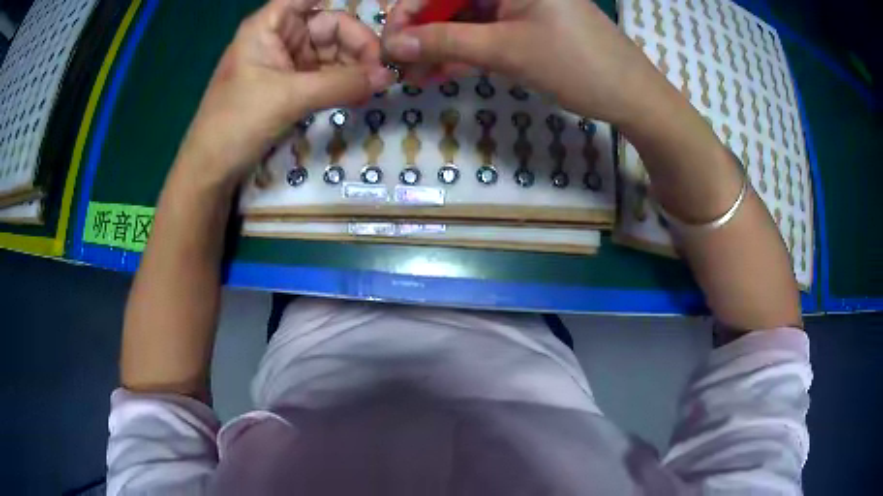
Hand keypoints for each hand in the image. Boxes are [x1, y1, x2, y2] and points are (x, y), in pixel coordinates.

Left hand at [177, 0, 393, 188]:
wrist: (211, 169)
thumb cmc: (237, 122)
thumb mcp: (289, 98)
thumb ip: (341, 83)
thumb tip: (389, 76)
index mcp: (270, 25)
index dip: (343, 2)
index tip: (375, 9)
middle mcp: (281, 37)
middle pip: (331, 26)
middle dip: (358, 44)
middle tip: (383, 70)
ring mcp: (287, 62)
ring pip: (332, 52)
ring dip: (355, 67)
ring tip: (376, 86)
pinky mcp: (291, 86)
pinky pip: (326, 75)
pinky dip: (344, 83)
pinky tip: (362, 93)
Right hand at [382, 0, 665, 125]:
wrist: (631, 96)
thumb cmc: (576, 64)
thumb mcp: (506, 50)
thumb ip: (445, 42)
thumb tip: (394, 44)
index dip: (411, 10)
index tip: (390, 41)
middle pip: (453, 2)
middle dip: (424, 33)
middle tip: (402, 65)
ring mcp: (521, 5)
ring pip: (467, 20)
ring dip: (441, 47)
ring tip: (418, 77)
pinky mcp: (528, 26)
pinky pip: (486, 33)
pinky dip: (465, 52)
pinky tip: (444, 72)